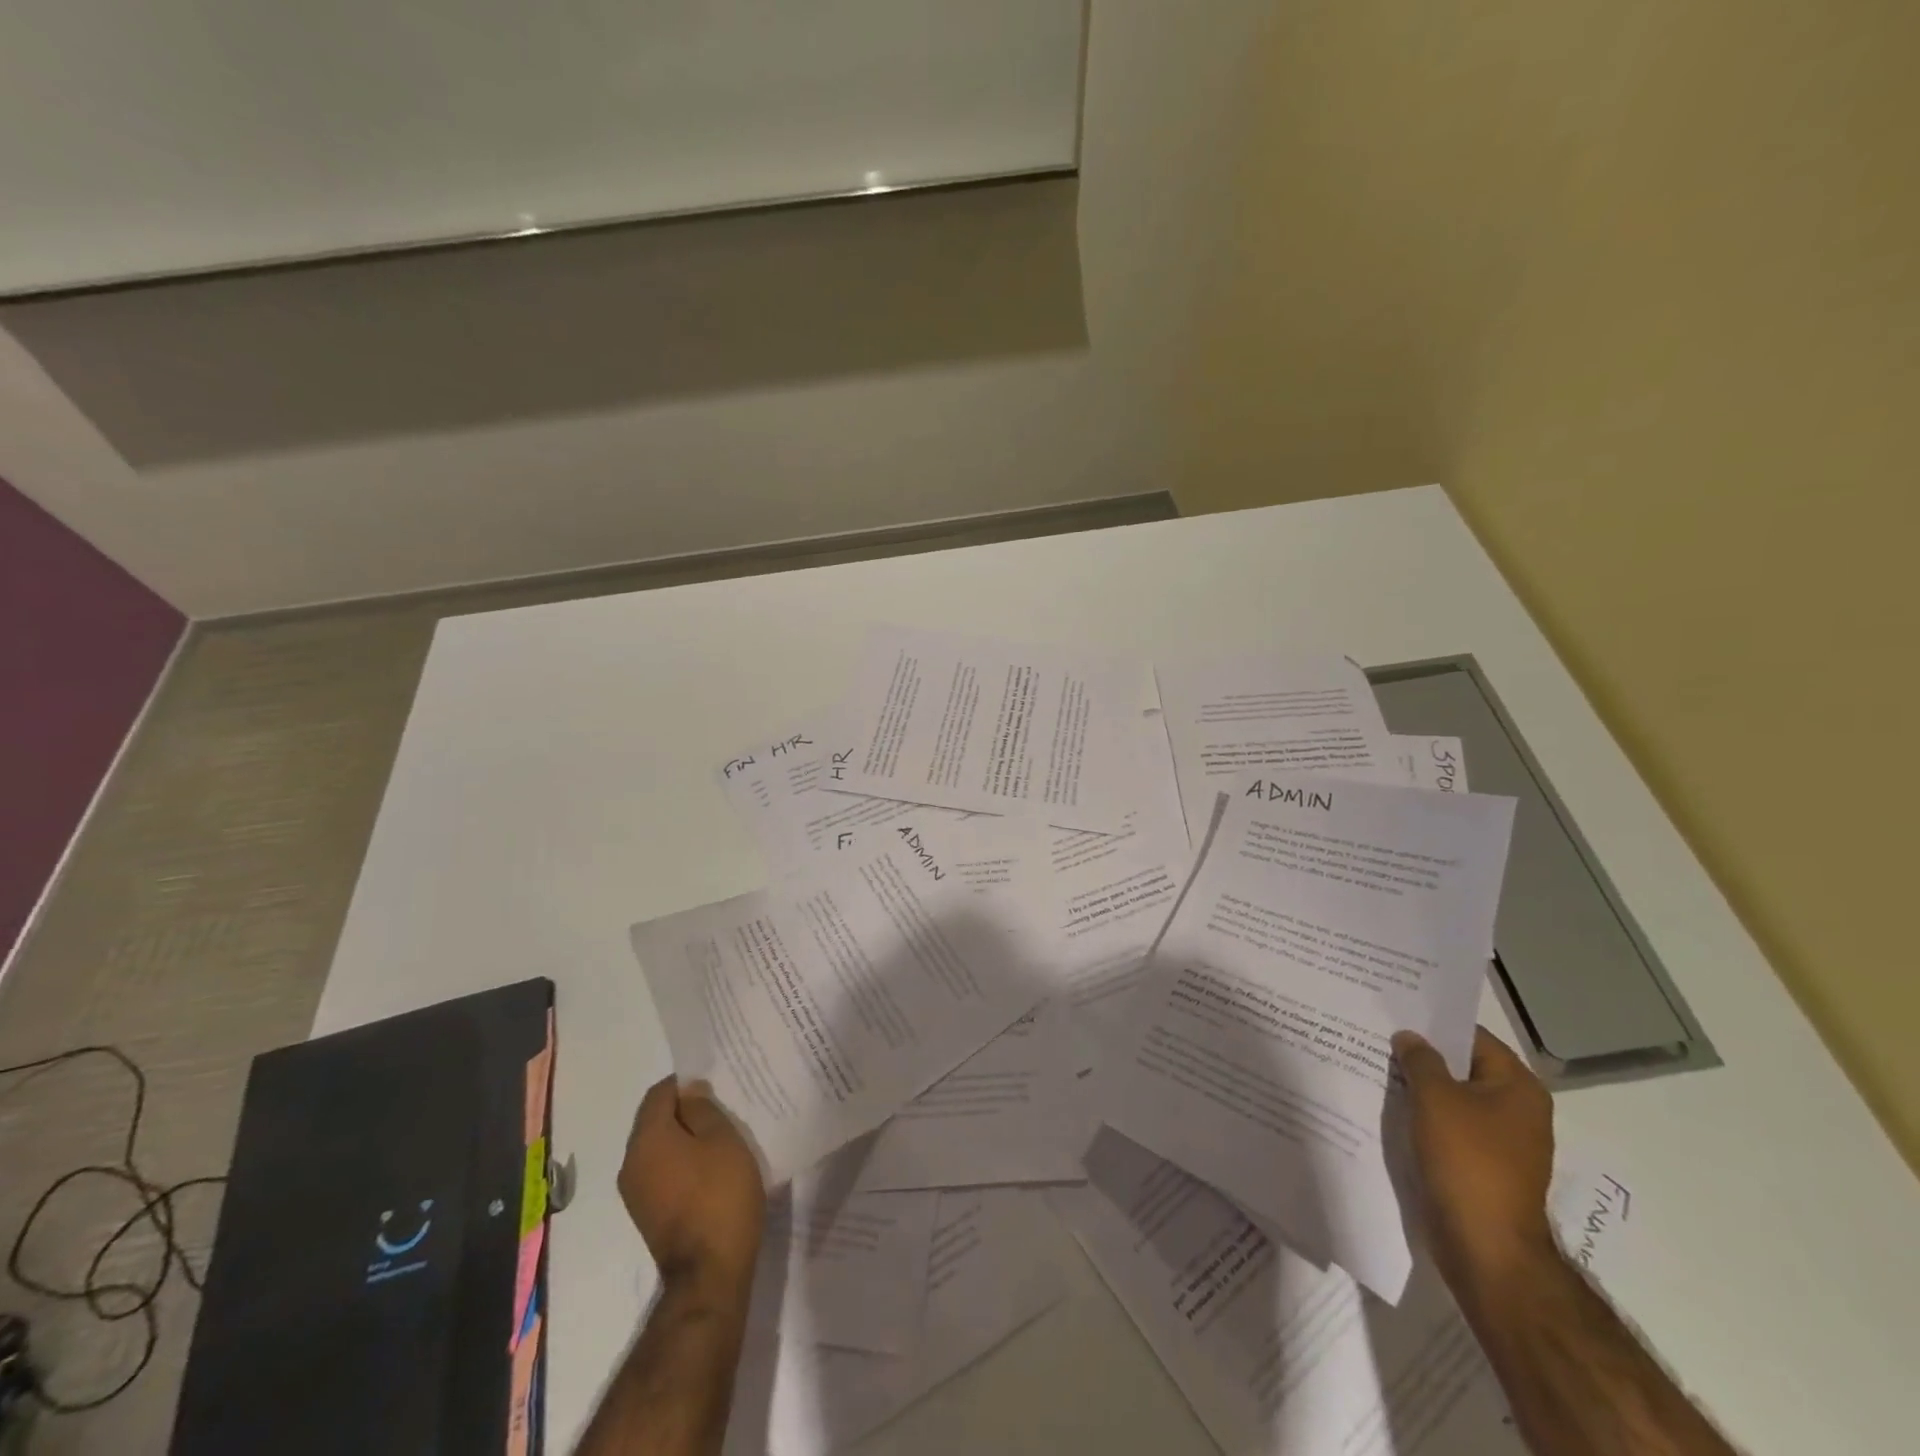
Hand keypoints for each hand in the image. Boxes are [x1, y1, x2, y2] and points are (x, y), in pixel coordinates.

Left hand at [619, 1077, 765, 1298]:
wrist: (709, 1273)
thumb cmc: (720, 1195)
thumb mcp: (723, 1140)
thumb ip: (703, 1109)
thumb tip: (688, 1091)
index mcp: (646, 1140)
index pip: (659, 1094)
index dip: (686, 1083)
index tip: (714, 1087)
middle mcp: (630, 1163)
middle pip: (654, 1120)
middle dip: (684, 1111)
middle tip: (720, 1110)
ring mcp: (635, 1193)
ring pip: (657, 1147)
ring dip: (683, 1138)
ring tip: (718, 1139)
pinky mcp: (646, 1214)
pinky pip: (660, 1171)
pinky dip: (680, 1162)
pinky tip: (708, 1169)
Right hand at [1392, 1026, 1556, 1303]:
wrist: (1485, 1246)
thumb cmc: (1467, 1160)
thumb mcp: (1435, 1098)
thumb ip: (1420, 1060)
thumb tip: (1410, 1037)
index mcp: (1518, 1087)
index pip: (1473, 1037)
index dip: (1434, 1023)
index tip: (1395, 1011)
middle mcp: (1518, 1110)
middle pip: (1463, 1067)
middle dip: (1422, 1055)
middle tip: (1379, 1036)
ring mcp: (1502, 1141)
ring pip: (1453, 1098)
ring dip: (1420, 1087)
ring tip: (1376, 1067)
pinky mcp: (1483, 1166)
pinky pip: (1450, 1127)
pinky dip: (1424, 1116)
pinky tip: (1390, 1108)